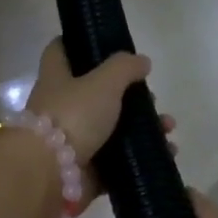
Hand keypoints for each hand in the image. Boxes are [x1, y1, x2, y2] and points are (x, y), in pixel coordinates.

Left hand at [24, 38, 171, 174]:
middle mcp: (61, 107)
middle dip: (129, 96)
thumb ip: (124, 68)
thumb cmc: (72, 116)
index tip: (107, 44)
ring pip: (112, 129)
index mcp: (56, 78)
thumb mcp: (102, 81)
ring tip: (168, 129)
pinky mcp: (86, 170)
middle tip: (153, 100)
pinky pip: (118, 162)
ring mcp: (73, 141)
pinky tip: (166, 152)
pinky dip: (140, 158)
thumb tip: (141, 61)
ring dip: (142, 128)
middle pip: (96, 94)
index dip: (79, 43)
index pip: (61, 51)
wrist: (50, 174)